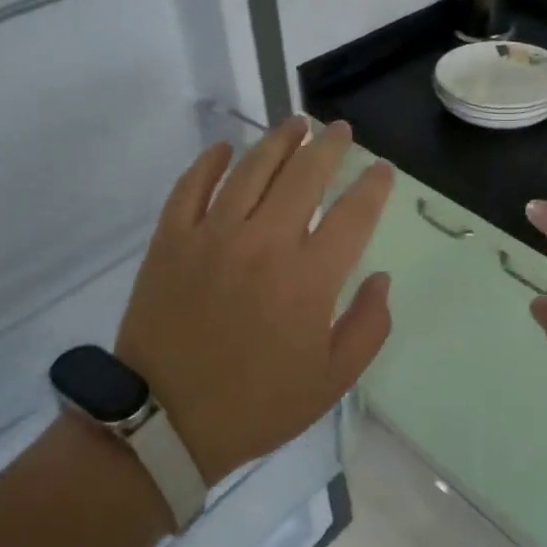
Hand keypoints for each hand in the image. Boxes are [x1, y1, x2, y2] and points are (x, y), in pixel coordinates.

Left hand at [114, 117, 394, 485]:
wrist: (164, 423)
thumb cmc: (256, 404)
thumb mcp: (331, 381)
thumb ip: (368, 327)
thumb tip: (380, 278)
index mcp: (308, 278)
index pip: (353, 214)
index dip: (373, 186)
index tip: (382, 169)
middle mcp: (264, 243)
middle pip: (304, 175)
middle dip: (329, 147)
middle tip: (339, 130)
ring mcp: (212, 236)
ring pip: (251, 169)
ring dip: (278, 141)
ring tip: (295, 124)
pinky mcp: (171, 240)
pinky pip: (191, 187)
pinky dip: (208, 162)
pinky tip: (223, 148)